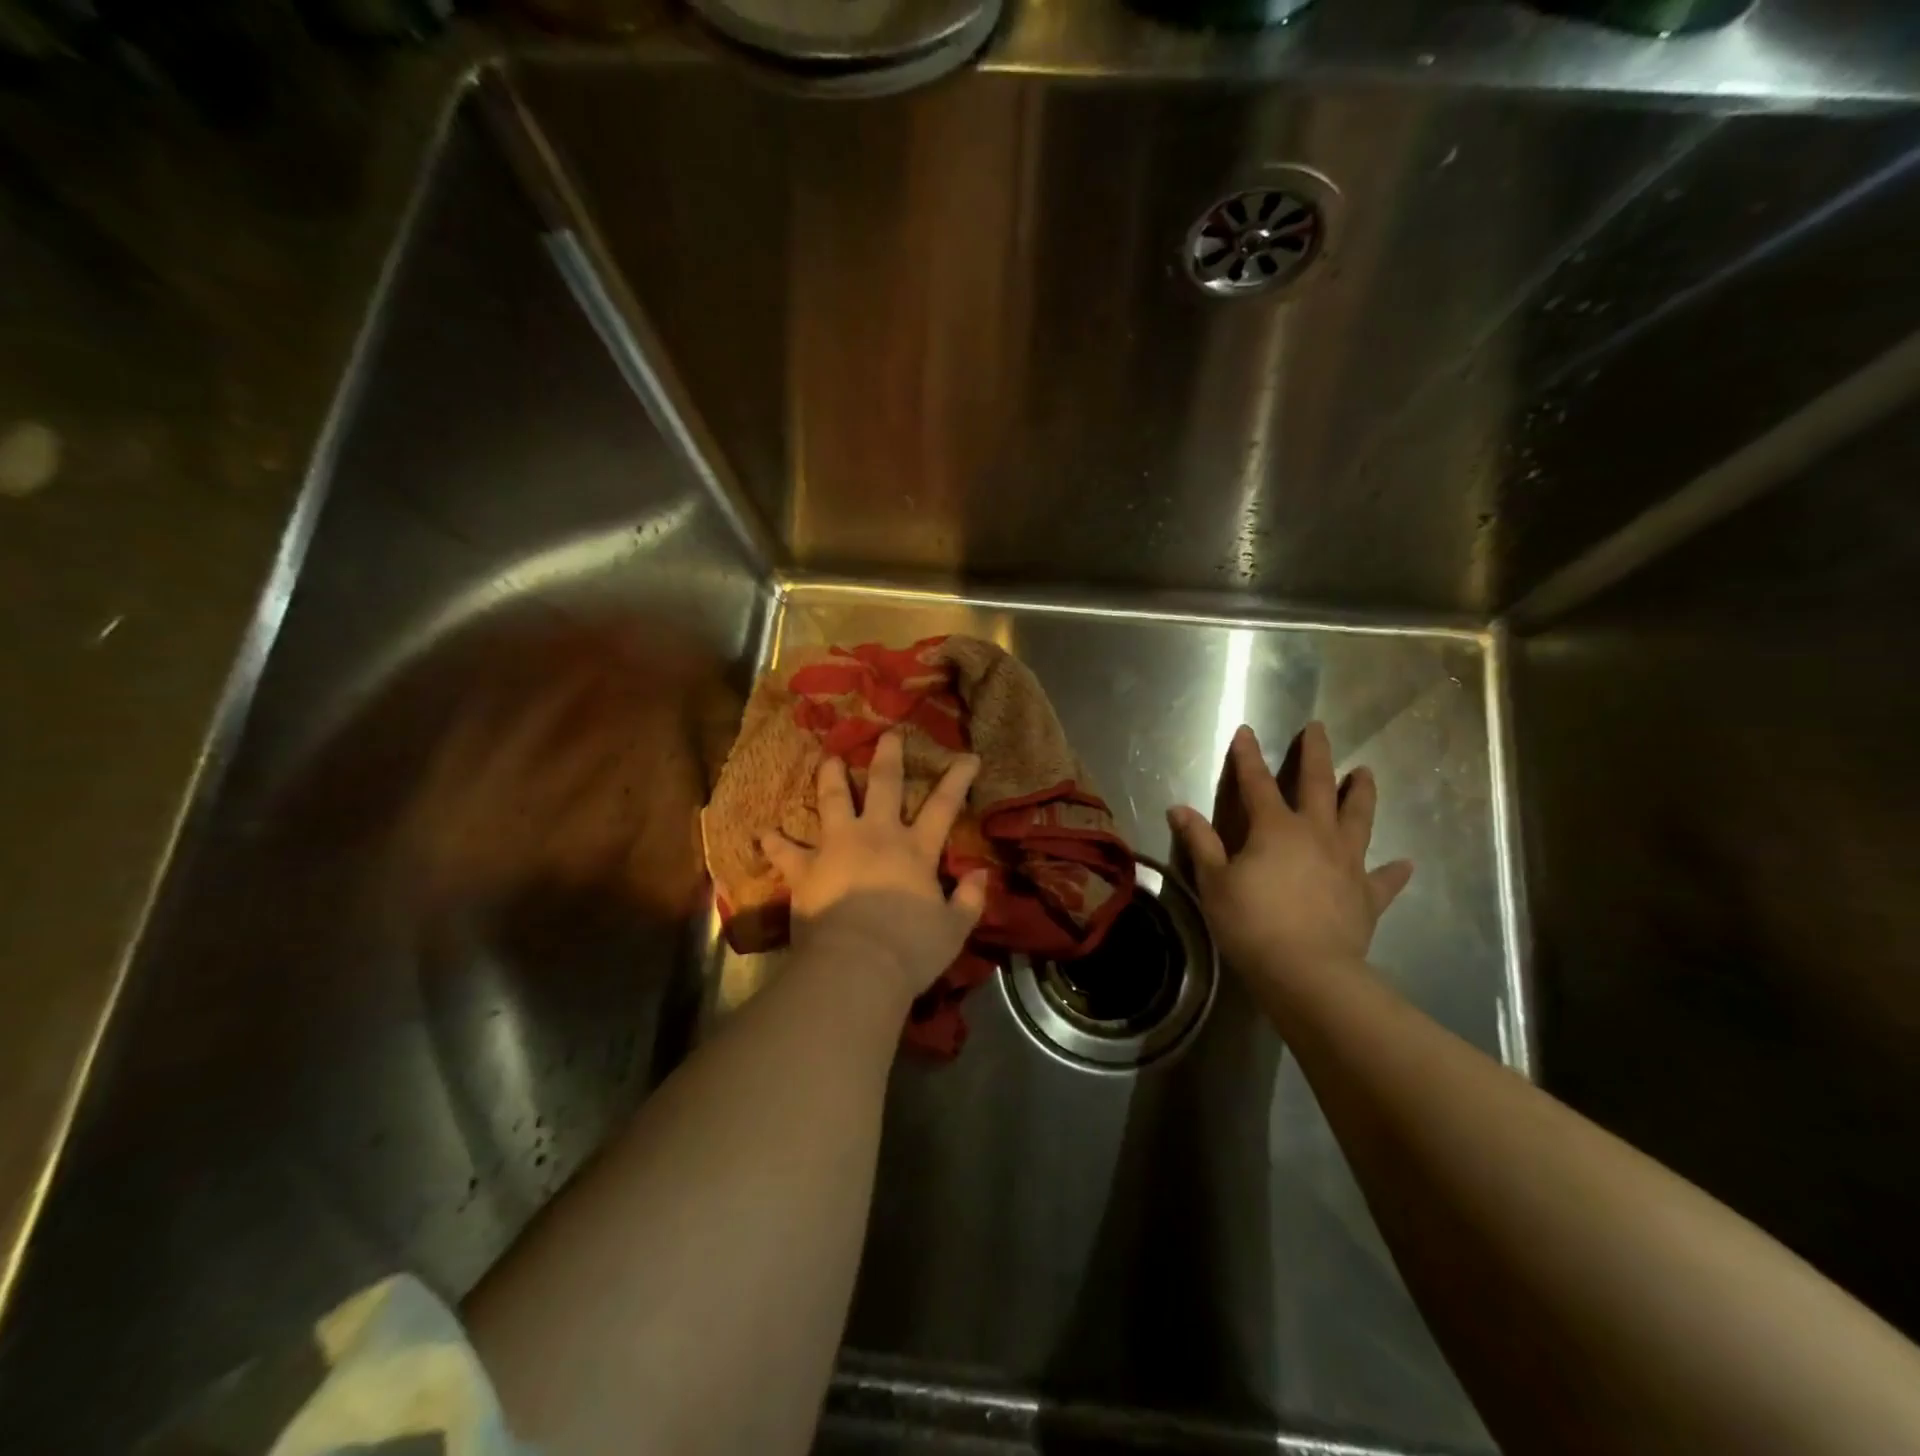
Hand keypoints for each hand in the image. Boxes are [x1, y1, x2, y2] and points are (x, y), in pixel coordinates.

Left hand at [762, 732, 989, 1003]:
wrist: (855, 968)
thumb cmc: (909, 950)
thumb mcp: (954, 930)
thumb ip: (969, 899)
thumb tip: (981, 875)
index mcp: (915, 850)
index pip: (943, 805)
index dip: (957, 778)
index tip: (967, 756)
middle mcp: (876, 836)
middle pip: (884, 785)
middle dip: (888, 756)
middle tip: (888, 735)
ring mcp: (836, 848)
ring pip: (833, 801)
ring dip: (831, 777)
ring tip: (830, 759)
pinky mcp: (805, 869)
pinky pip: (785, 851)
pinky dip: (775, 842)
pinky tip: (765, 833)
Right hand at [1169, 722, 1412, 985]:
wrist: (1307, 972)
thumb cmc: (1251, 923)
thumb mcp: (1214, 881)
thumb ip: (1200, 842)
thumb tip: (1178, 808)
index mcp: (1275, 828)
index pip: (1257, 782)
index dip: (1249, 756)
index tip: (1246, 730)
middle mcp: (1316, 834)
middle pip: (1319, 785)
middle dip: (1316, 754)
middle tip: (1318, 728)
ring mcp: (1347, 863)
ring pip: (1359, 818)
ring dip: (1361, 793)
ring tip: (1365, 772)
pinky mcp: (1367, 895)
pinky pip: (1384, 879)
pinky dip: (1393, 871)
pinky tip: (1404, 863)